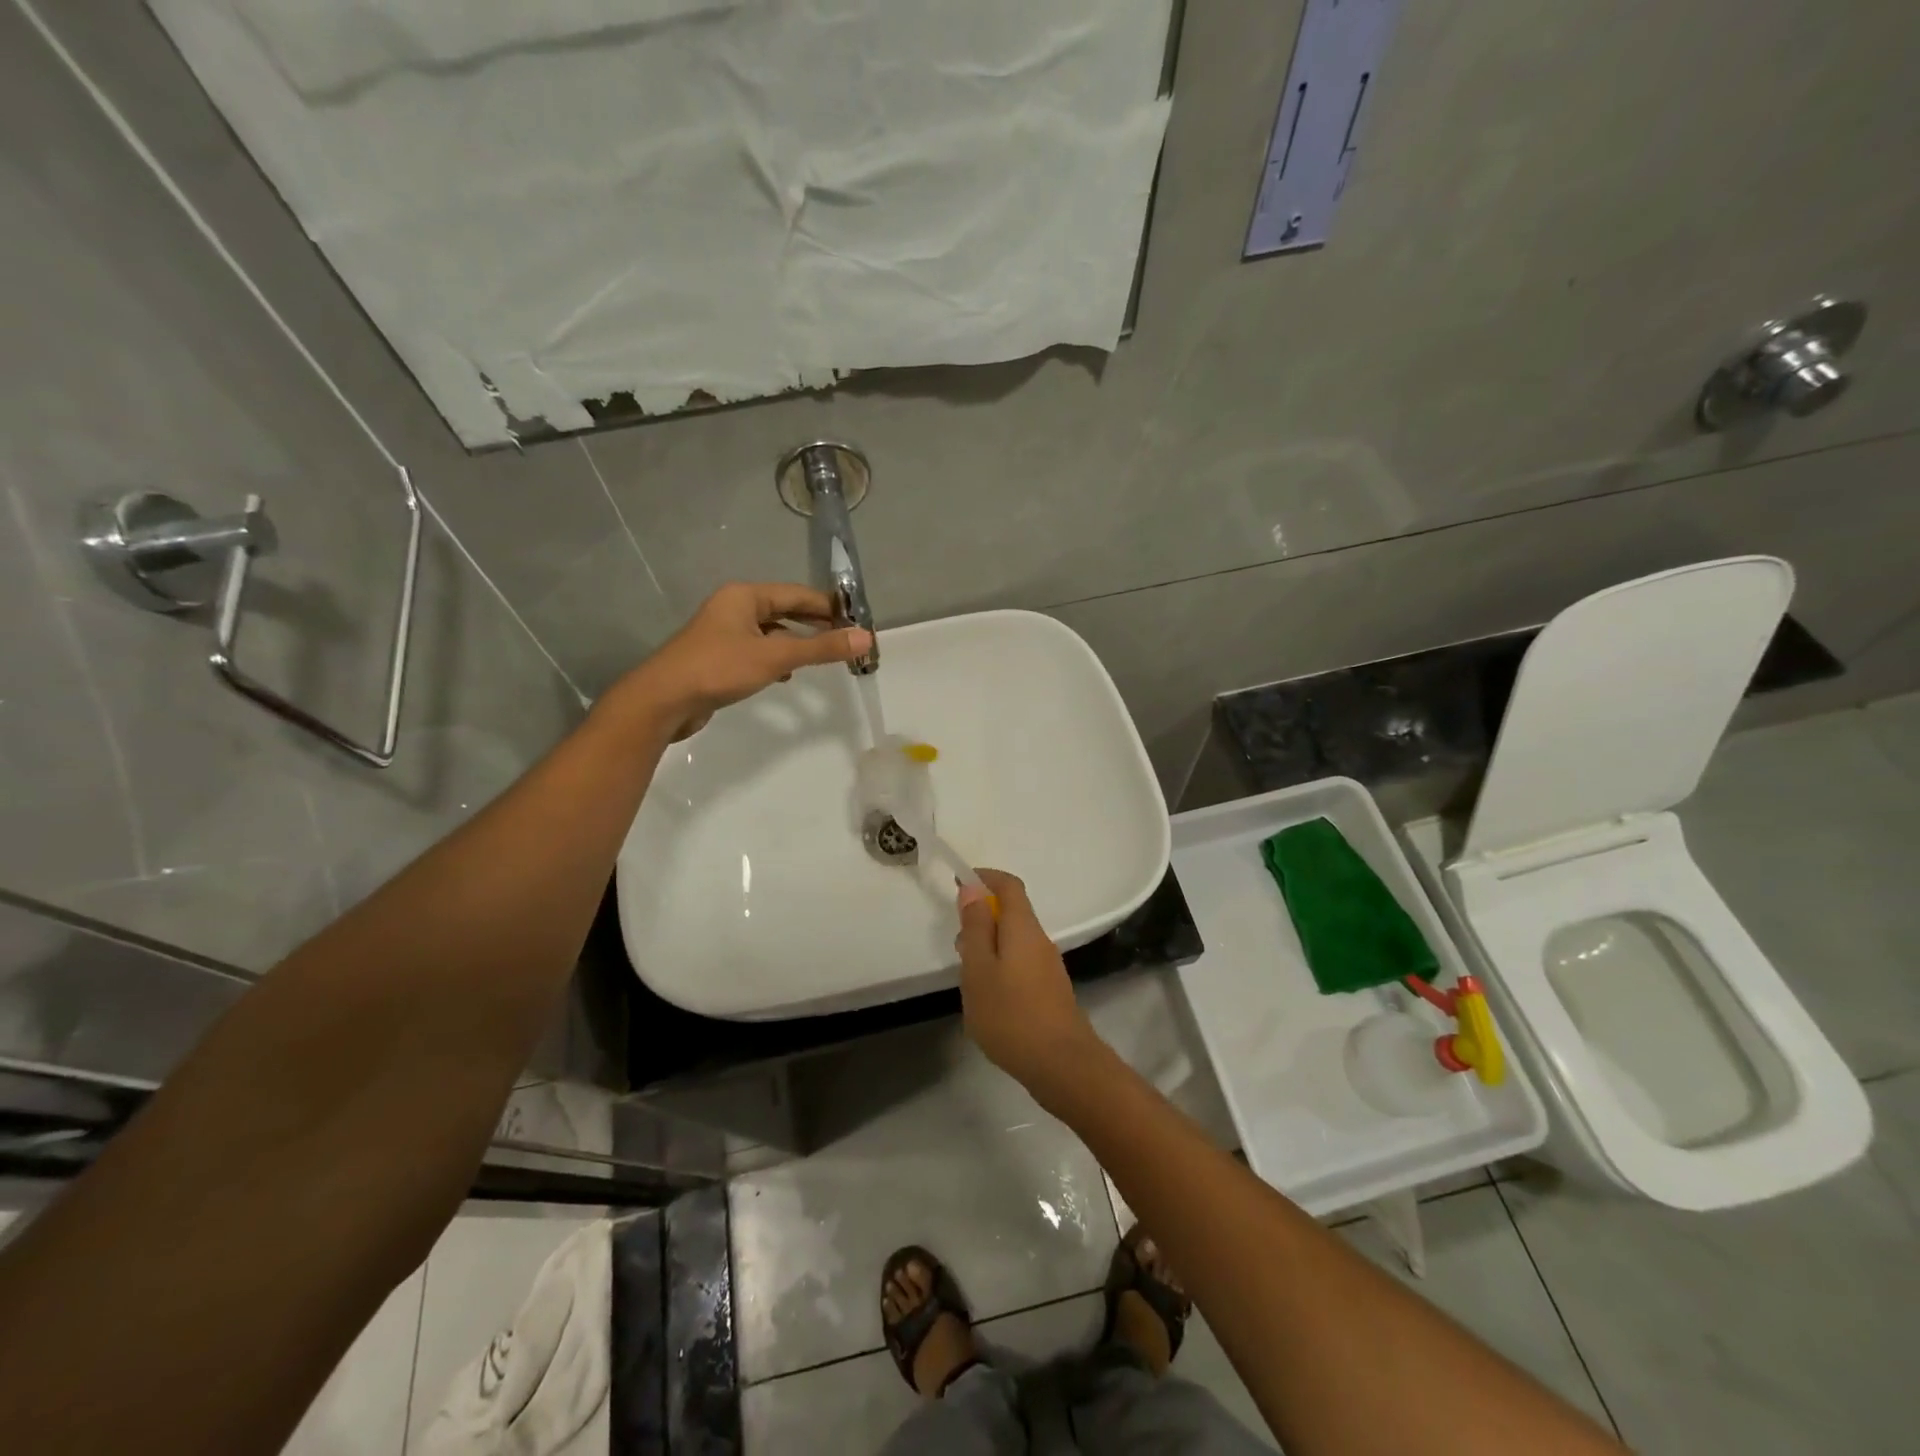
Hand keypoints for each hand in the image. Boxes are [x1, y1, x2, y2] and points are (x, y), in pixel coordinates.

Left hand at [621, 583, 872, 739]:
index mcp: (745, 596)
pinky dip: (777, 658)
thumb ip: (821, 648)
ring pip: (771, 632)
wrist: (664, 700)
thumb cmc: (719, 669)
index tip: (857, 619)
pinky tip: (788, 675)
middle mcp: (734, 608)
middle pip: (784, 610)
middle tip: (846, 638)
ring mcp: (724, 633)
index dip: (828, 606)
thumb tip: (865, 637)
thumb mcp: (776, 657)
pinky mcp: (719, 657)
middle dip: (815, 624)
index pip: (797, 594)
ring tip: (824, 656)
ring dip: (797, 642)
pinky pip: (758, 650)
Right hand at [955, 870, 1100, 1093]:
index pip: (1008, 885)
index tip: (959, 883)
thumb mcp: (979, 969)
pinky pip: (1021, 964)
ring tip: (969, 978)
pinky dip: (1001, 967)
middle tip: (958, 944)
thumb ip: (976, 928)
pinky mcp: (1050, 991)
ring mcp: (1048, 967)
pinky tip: (989, 999)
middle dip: (982, 917)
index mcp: (1023, 927)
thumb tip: (973, 888)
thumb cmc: (1011, 1015)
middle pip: (1012, 913)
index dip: (985, 877)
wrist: (1062, 1065)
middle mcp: (1040, 940)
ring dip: (990, 946)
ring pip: (1015, 941)